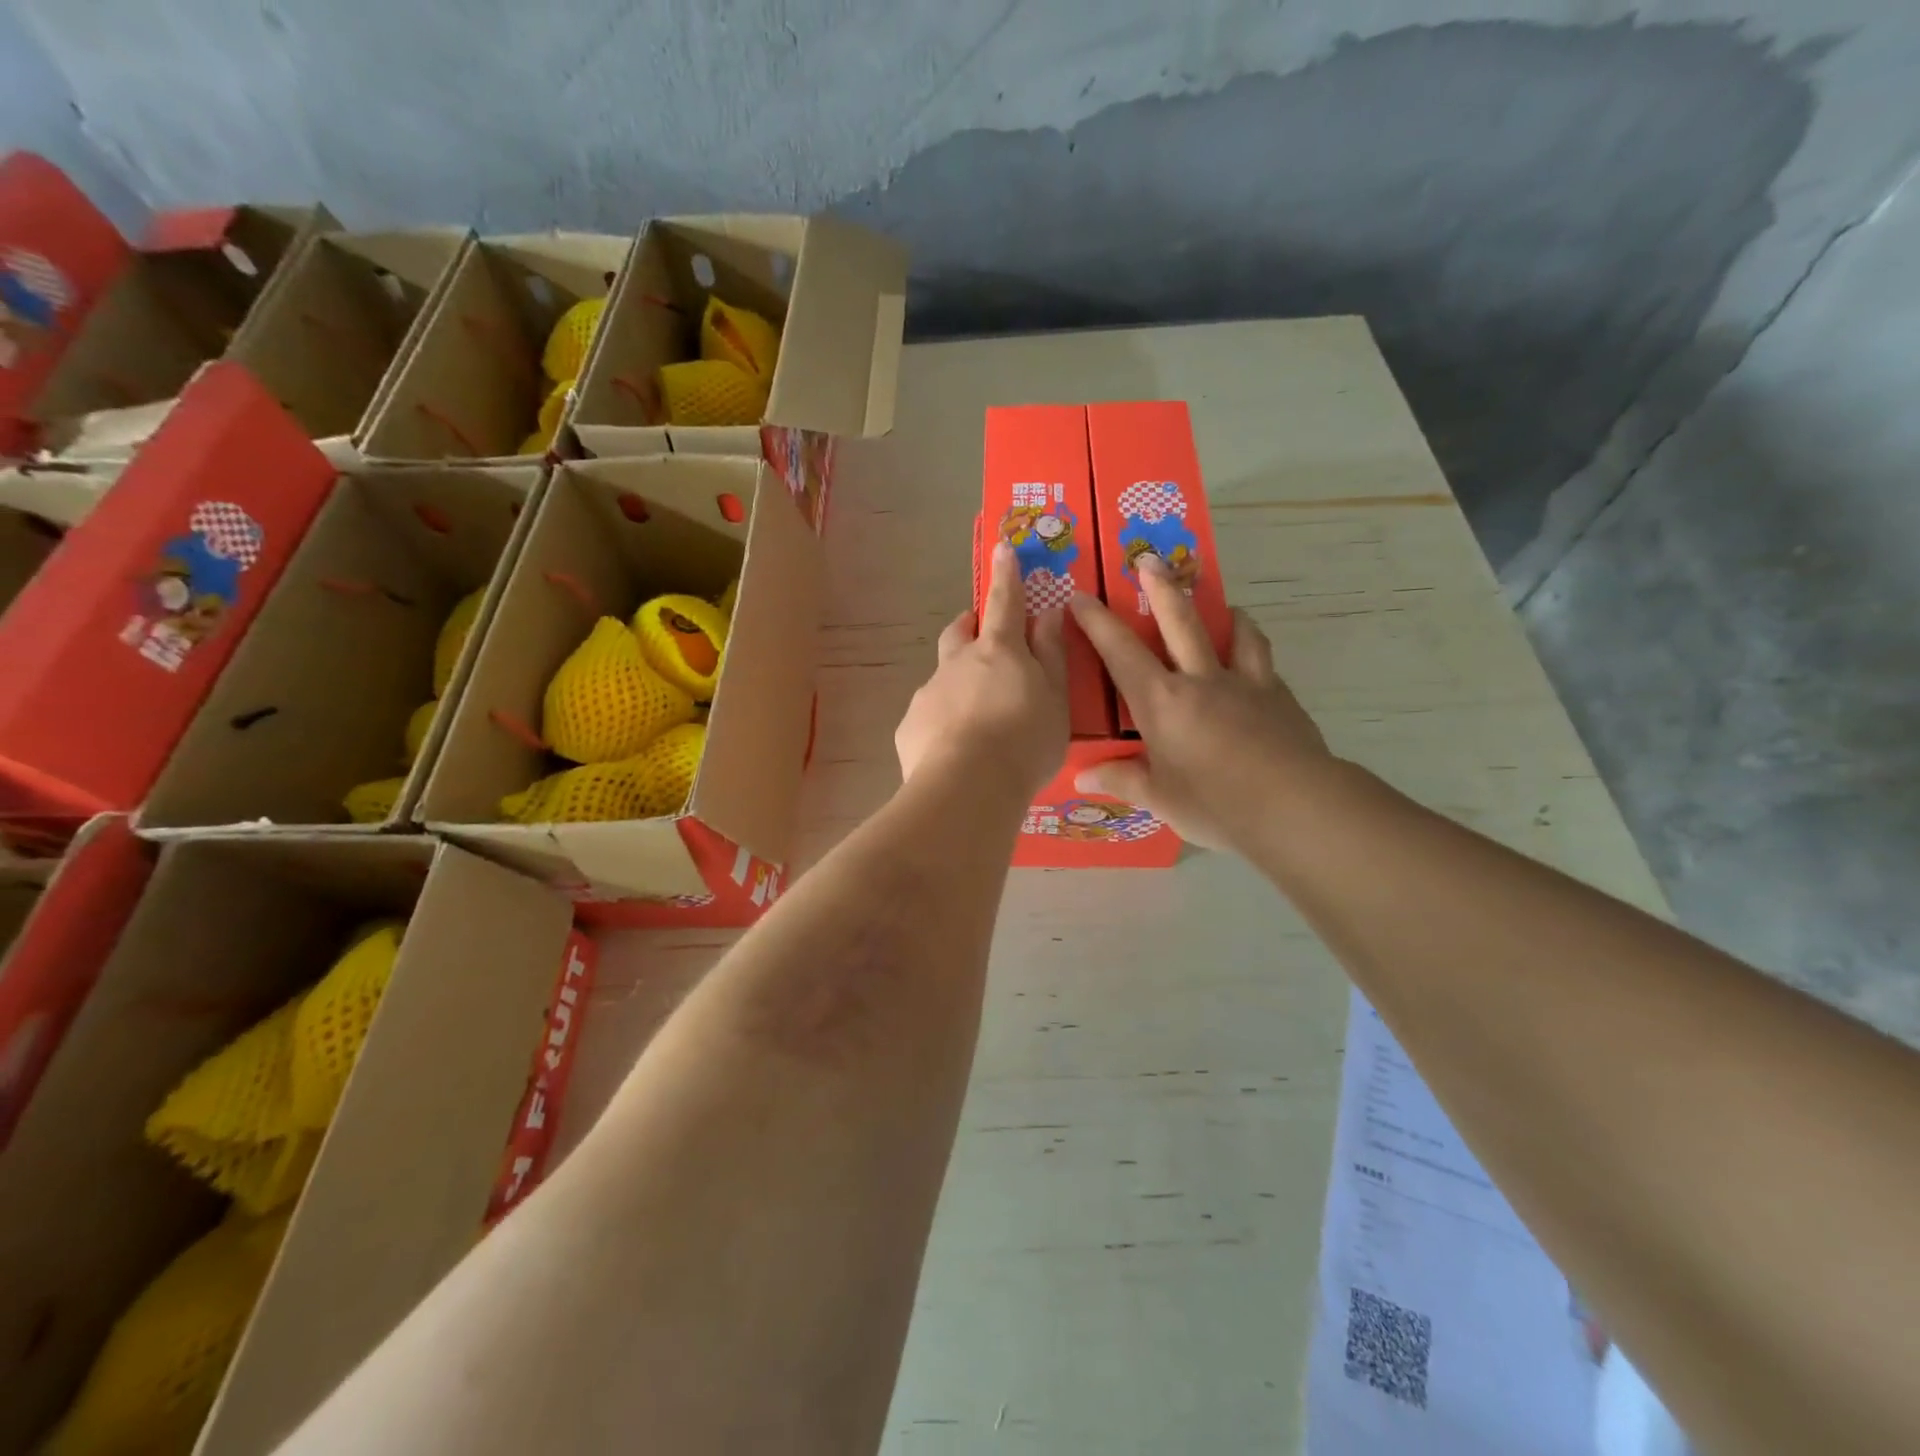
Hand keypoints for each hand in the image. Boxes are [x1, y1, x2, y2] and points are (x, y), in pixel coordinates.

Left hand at [896, 542, 1068, 798]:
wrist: (967, 788)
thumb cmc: (1024, 741)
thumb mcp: (1055, 699)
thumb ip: (1051, 655)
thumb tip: (1048, 613)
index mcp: (998, 651)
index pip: (1005, 603)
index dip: (1006, 575)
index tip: (1002, 548)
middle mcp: (957, 663)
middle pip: (959, 632)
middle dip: (970, 626)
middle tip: (983, 636)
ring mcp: (928, 693)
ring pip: (944, 677)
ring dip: (959, 684)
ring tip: (978, 720)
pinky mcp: (910, 726)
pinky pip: (929, 716)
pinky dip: (943, 723)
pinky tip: (956, 751)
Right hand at [1068, 556, 1333, 852]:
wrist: (1295, 806)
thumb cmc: (1215, 804)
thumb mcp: (1160, 799)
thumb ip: (1122, 780)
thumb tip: (1084, 778)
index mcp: (1162, 702)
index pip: (1121, 652)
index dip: (1097, 622)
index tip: (1080, 596)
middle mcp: (1201, 680)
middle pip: (1180, 622)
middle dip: (1160, 587)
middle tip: (1149, 559)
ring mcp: (1245, 683)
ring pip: (1235, 632)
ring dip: (1224, 611)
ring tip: (1224, 605)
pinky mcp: (1280, 697)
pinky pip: (1263, 662)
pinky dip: (1253, 651)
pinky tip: (1255, 664)